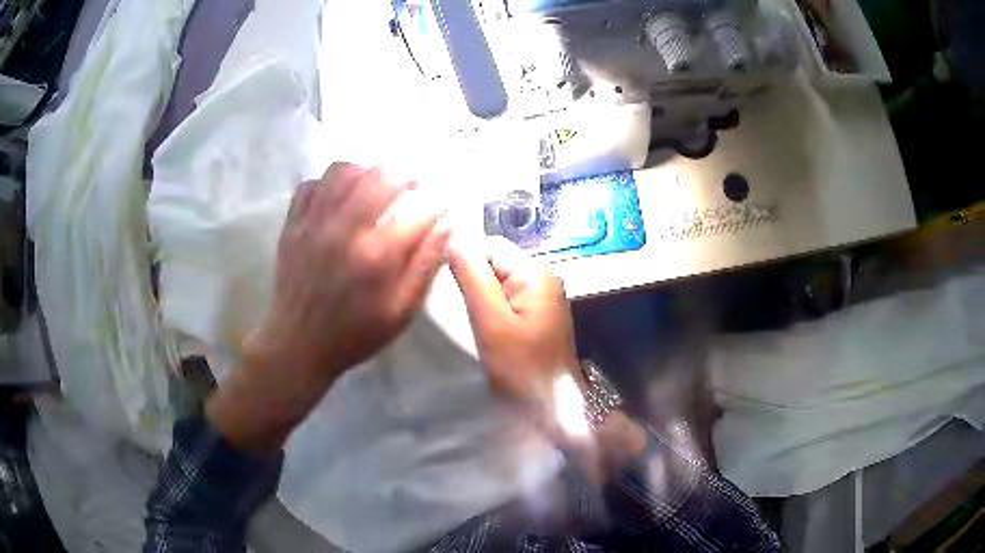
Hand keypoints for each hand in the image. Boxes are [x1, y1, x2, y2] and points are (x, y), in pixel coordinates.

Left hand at [255, 162, 449, 377]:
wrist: (299, 345)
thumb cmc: (356, 333)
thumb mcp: (401, 311)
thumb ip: (426, 266)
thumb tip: (447, 225)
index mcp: (377, 255)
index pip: (419, 209)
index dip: (437, 203)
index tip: (441, 206)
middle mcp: (344, 229)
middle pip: (381, 176)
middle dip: (405, 175)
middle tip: (412, 187)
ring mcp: (313, 223)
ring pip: (343, 171)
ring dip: (366, 172)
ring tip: (374, 186)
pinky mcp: (292, 225)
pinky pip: (311, 184)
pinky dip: (329, 184)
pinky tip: (338, 199)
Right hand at [449, 238, 646, 476]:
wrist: (552, 406)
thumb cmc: (521, 367)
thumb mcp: (491, 321)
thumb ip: (472, 276)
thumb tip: (453, 235)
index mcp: (535, 272)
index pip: (489, 246)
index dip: (465, 263)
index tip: (448, 291)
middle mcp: (542, 277)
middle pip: (494, 263)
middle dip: (472, 283)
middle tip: (460, 313)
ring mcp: (542, 297)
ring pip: (497, 282)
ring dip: (480, 299)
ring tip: (472, 324)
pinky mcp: (537, 314)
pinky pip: (506, 300)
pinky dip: (491, 311)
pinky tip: (485, 331)